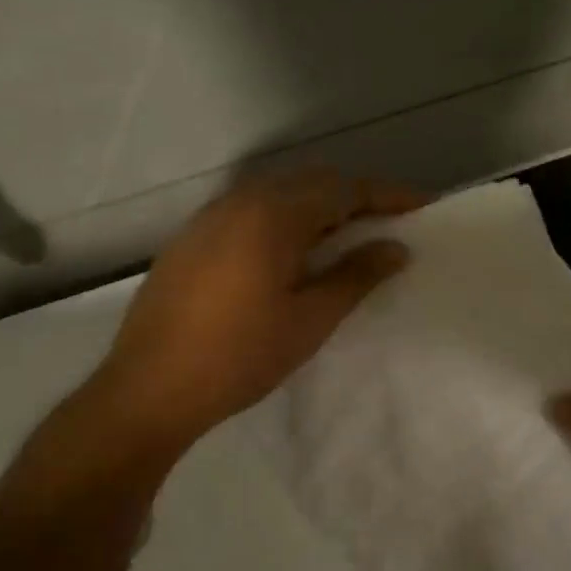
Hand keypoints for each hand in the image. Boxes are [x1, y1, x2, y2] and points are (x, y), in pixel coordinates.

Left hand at [87, 170, 422, 454]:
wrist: (147, 389)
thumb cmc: (239, 356)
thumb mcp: (310, 320)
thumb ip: (356, 276)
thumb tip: (395, 247)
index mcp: (274, 215)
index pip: (344, 189)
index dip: (387, 195)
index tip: (422, 206)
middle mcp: (241, 201)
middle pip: (312, 182)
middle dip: (354, 196)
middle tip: (386, 224)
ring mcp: (211, 216)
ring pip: (279, 193)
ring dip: (318, 206)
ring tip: (345, 238)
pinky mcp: (192, 237)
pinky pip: (251, 209)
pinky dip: (284, 218)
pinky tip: (291, 253)